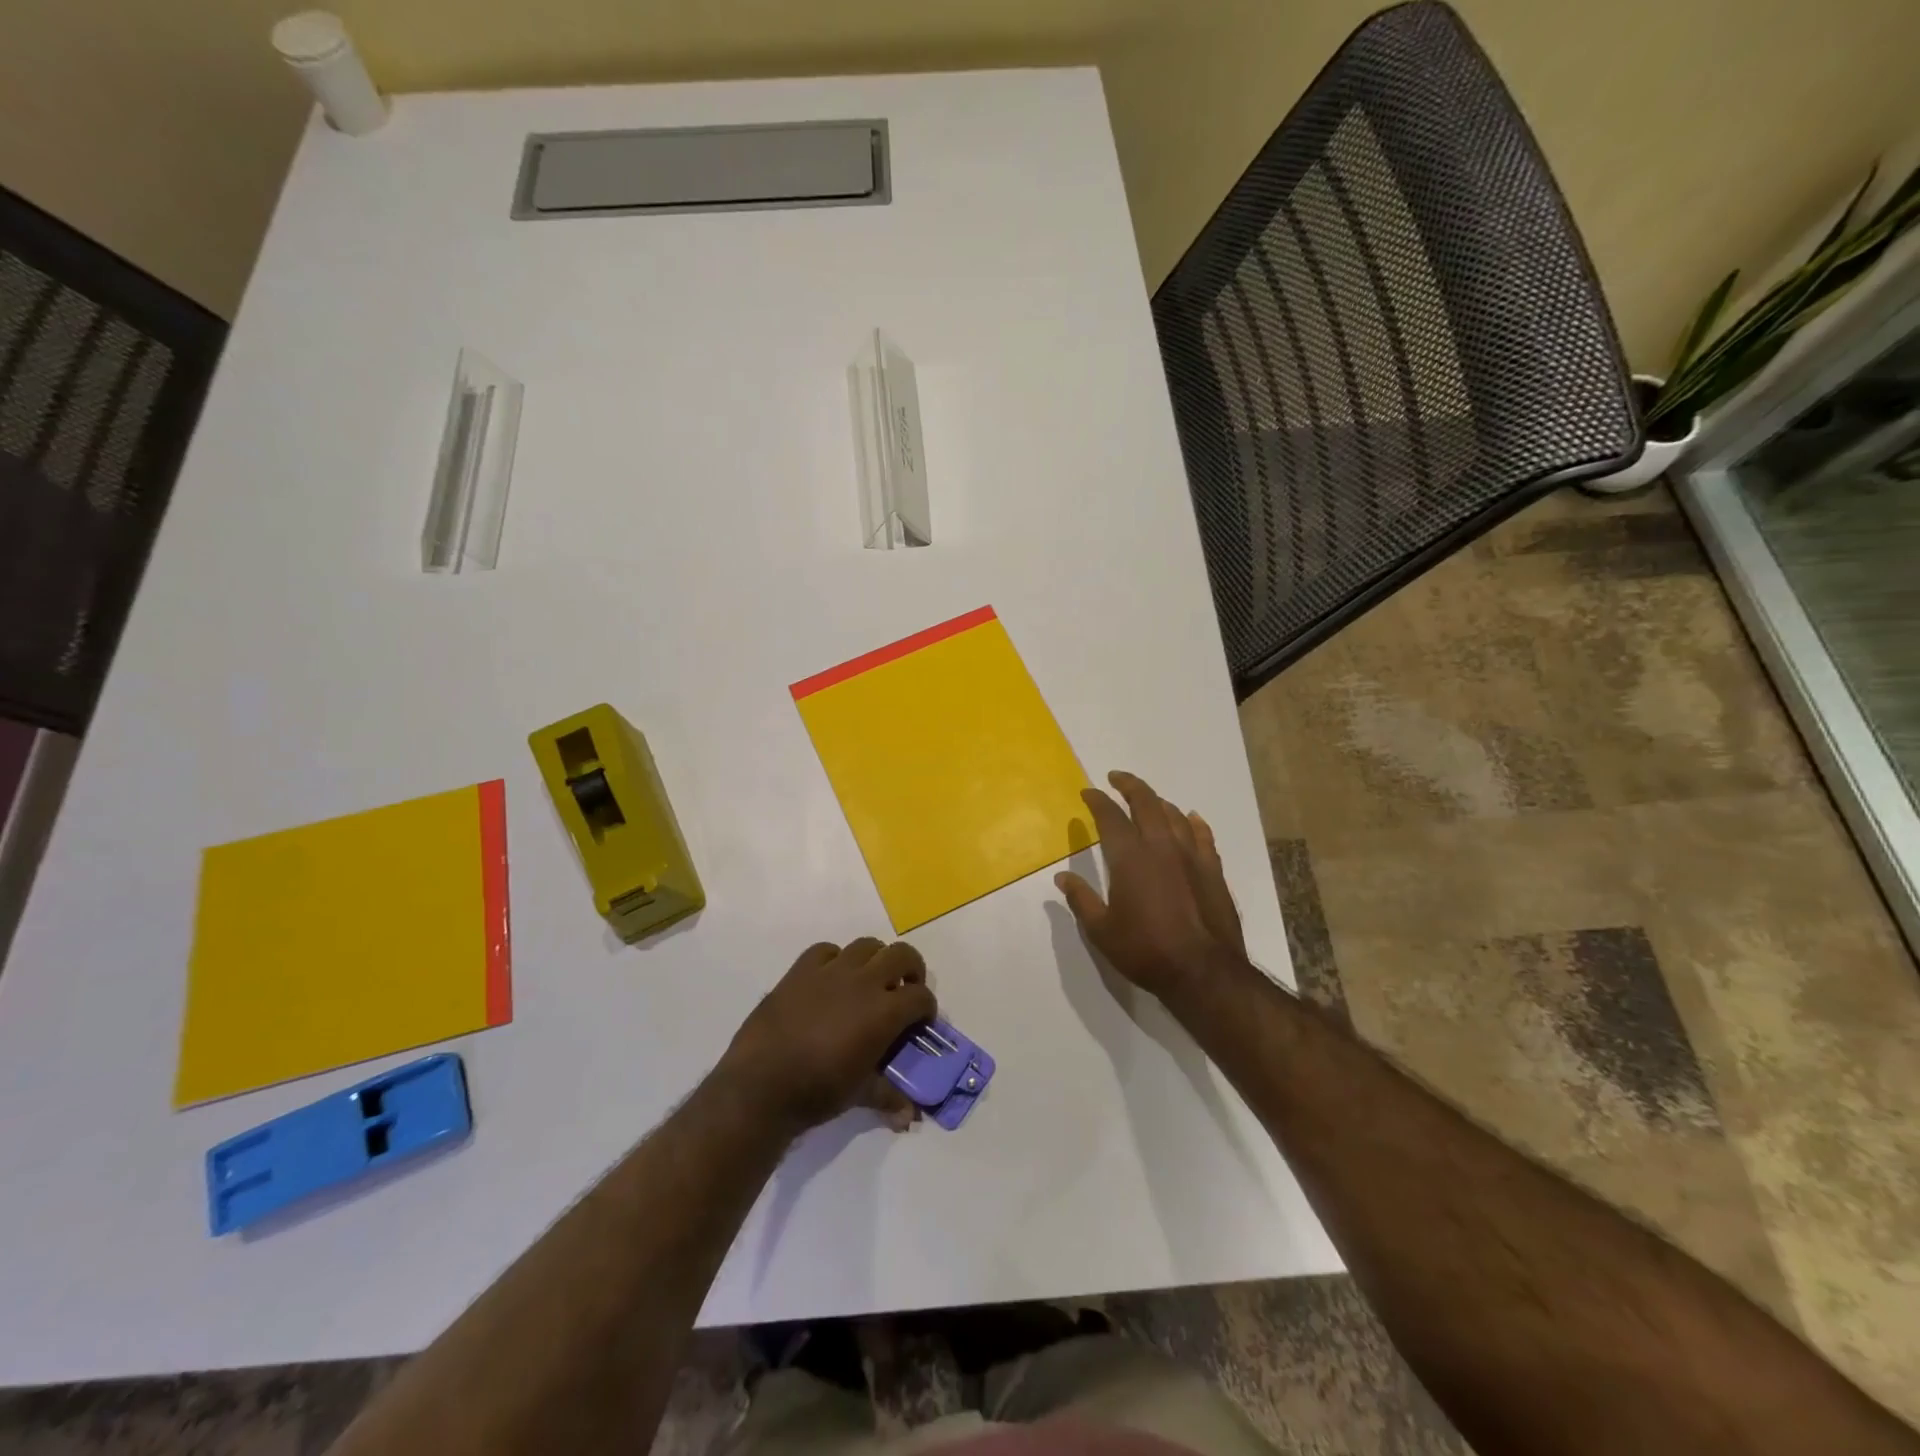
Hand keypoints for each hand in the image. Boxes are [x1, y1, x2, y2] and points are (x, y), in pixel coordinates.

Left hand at [721, 939, 936, 1135]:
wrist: (761, 1085)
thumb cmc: (817, 1091)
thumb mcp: (859, 1094)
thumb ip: (888, 1096)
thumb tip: (909, 1117)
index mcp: (884, 1012)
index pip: (921, 996)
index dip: (926, 1008)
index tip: (920, 1022)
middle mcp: (863, 982)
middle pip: (901, 955)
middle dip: (911, 969)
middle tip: (903, 990)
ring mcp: (830, 971)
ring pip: (866, 945)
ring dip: (876, 959)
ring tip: (869, 981)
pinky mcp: (800, 970)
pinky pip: (826, 950)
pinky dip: (835, 959)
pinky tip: (830, 979)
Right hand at [1056, 771, 1245, 1007]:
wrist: (1203, 971)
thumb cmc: (1145, 951)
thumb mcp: (1101, 931)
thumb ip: (1081, 899)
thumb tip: (1062, 877)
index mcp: (1130, 857)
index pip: (1110, 817)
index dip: (1097, 800)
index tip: (1088, 792)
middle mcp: (1161, 846)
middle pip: (1146, 803)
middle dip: (1129, 785)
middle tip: (1116, 778)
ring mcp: (1191, 856)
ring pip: (1175, 815)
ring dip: (1158, 802)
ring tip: (1148, 800)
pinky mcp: (1213, 870)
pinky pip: (1203, 835)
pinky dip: (1193, 822)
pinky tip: (1191, 819)